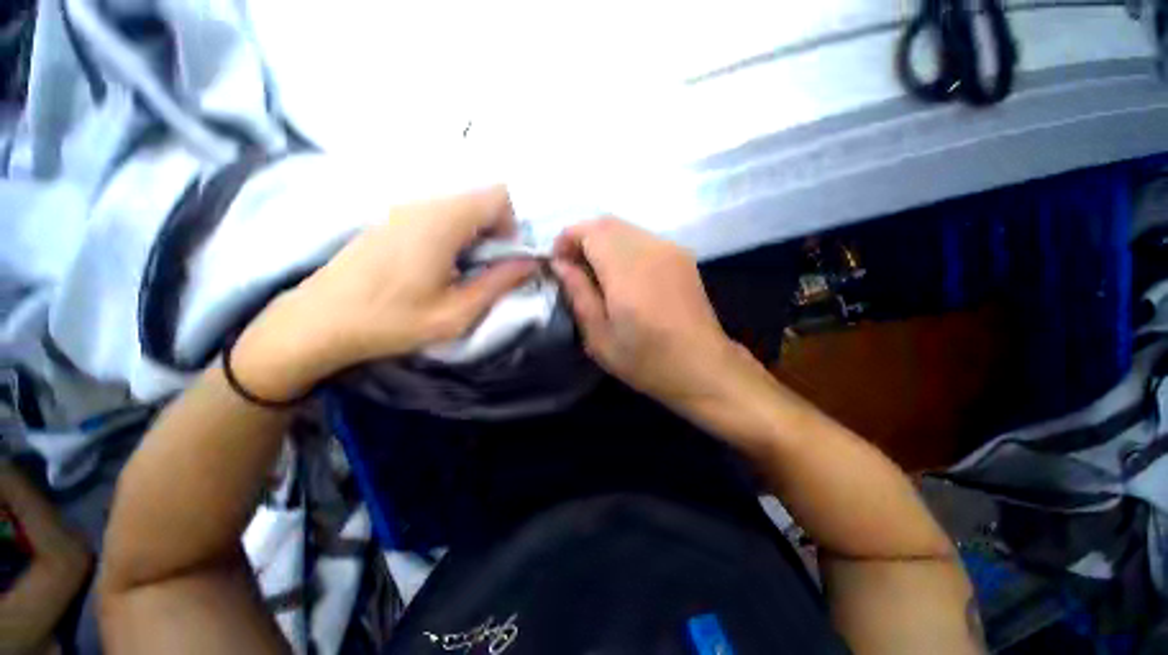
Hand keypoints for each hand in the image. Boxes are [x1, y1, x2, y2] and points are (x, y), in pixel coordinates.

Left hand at [232, 187, 536, 401]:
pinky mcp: (390, 219)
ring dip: (474, 235)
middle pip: (480, 199)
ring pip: (460, 208)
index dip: (512, 226)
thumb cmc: (390, 321)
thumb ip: (498, 283)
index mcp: (442, 222)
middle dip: (495, 232)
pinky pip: (438, 215)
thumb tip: (530, 263)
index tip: (502, 260)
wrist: (317, 322)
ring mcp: (403, 209)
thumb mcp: (456, 313)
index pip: (498, 195)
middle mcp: (423, 204)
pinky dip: (452, 235)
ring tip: (459, 272)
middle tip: (483, 270)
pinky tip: (434, 268)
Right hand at [551, 217, 747, 413]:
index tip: (558, 263)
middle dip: (582, 238)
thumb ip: (578, 294)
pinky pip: (643, 238)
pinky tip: (623, 276)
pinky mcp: (682, 255)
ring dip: (603, 242)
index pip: (590, 230)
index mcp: (628, 271)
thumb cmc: (646, 360)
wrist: (702, 366)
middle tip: (573, 268)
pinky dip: (623, 247)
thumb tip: (560, 264)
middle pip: (607, 223)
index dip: (567, 239)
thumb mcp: (600, 337)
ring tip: (596, 273)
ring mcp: (670, 249)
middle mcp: (651, 249)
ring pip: (625, 228)